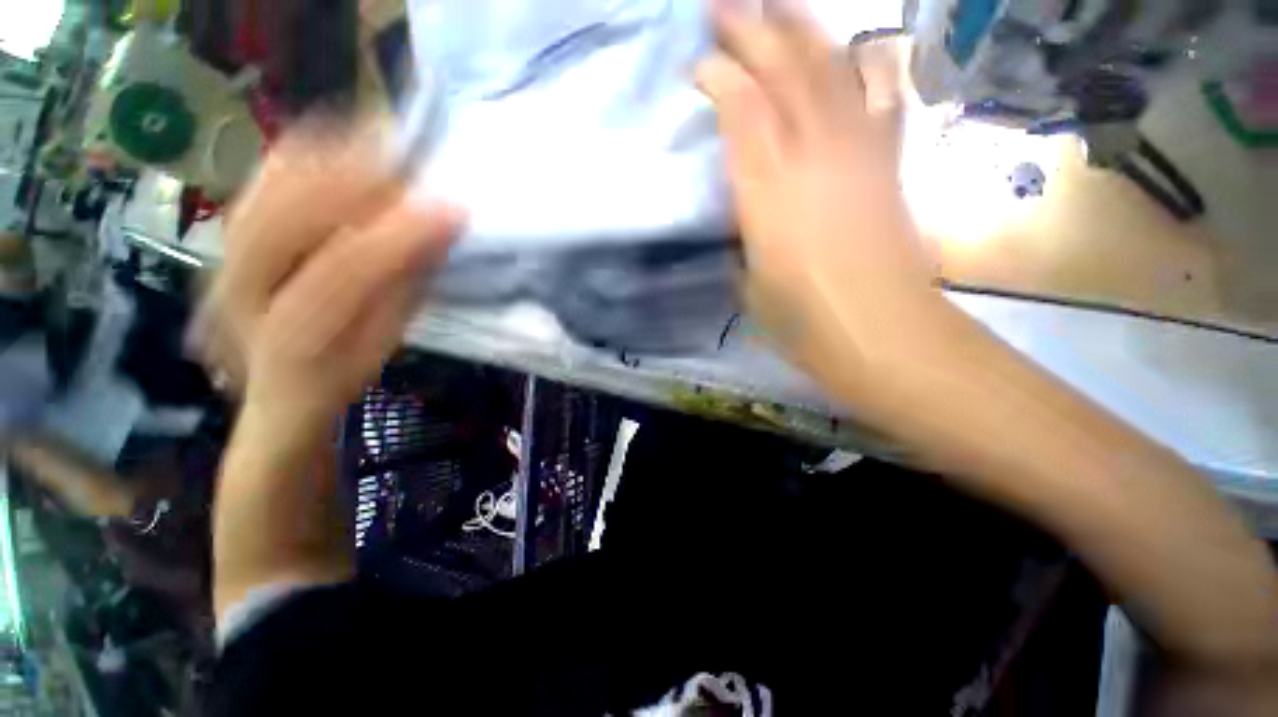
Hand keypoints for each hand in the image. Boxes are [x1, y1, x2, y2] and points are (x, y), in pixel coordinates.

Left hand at [191, 125, 462, 431]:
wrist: (271, 382)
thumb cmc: (339, 373)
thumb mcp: (382, 345)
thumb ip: (403, 290)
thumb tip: (436, 235)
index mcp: (291, 339)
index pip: (343, 275)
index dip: (399, 238)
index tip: (452, 211)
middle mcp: (238, 291)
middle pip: (289, 219)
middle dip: (359, 184)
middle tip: (416, 169)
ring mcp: (222, 255)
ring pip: (270, 190)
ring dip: (332, 160)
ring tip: (386, 149)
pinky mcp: (225, 232)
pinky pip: (259, 178)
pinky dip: (303, 153)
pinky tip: (342, 145)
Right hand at [697, 2, 942, 395]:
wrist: (879, 333)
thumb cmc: (802, 320)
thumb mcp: (748, 282)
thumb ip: (742, 237)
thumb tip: (742, 211)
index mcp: (767, 192)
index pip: (740, 109)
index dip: (717, 77)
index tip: (697, 65)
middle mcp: (813, 155)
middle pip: (784, 72)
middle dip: (752, 30)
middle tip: (724, 6)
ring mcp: (857, 152)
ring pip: (831, 70)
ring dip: (802, 31)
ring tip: (778, 7)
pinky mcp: (887, 162)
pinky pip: (879, 96)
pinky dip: (864, 65)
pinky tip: (854, 50)